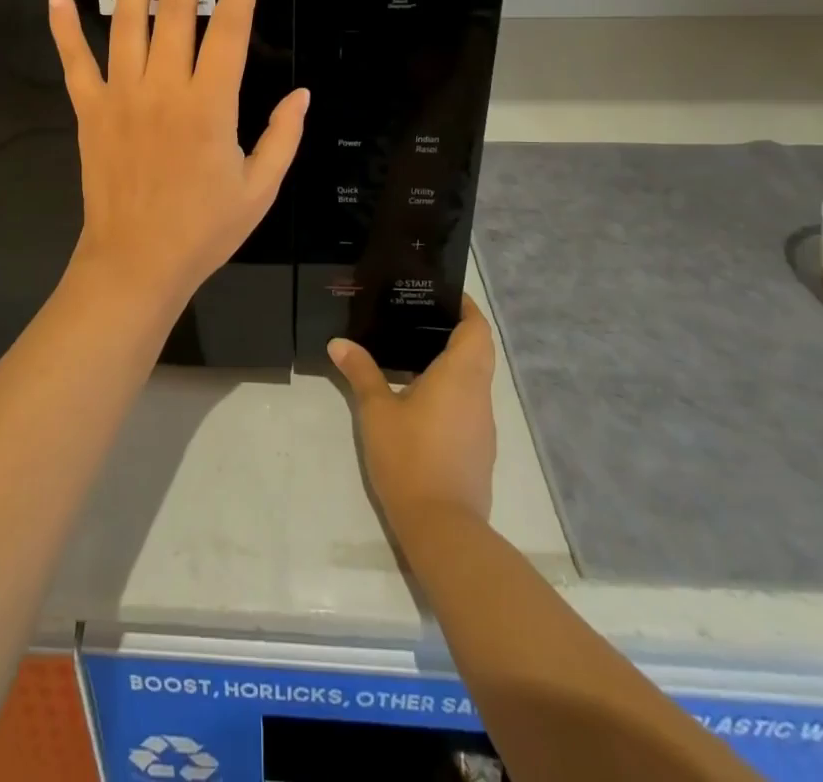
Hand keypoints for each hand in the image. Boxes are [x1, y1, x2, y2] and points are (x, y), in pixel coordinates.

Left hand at [48, 0, 308, 310]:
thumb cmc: (204, 229)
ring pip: (126, 23)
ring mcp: (120, 96)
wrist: (136, 263)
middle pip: (174, 12)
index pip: (228, 30)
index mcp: (209, 105)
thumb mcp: (260, 189)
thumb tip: (301, 95)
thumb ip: (284, 136)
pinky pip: (74, 62)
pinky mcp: (89, 111)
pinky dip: (64, 28)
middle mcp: (163, 89)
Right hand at [330, 295, 497, 531]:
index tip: (444, 295)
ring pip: (476, 379)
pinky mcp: (479, 449)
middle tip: (420, 318)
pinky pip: (470, 404)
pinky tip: (421, 398)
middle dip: (458, 331)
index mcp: (461, 376)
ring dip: (455, 362)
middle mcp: (479, 395)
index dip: (467, 308)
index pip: (477, 329)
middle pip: (480, 351)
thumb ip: (361, 372)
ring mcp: (483, 425)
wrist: (442, 527)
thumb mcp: (376, 410)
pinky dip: (453, 390)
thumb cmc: (410, 457)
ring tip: (414, 353)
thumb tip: (339, 343)